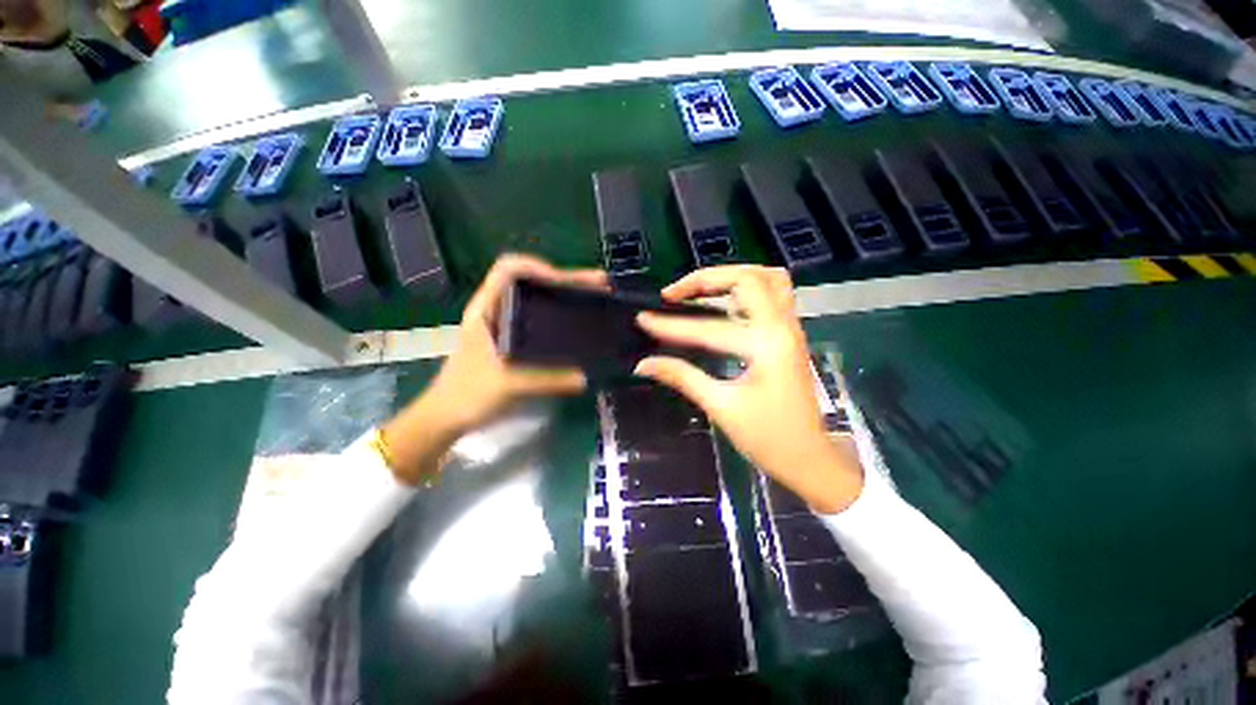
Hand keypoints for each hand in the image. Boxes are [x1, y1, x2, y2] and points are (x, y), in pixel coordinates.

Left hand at [383, 254, 606, 484]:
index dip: (538, 266)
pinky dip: (561, 318)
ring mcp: (506, 325)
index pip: (509, 269)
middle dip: (566, 281)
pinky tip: (578, 326)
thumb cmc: (467, 393)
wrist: (447, 417)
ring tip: (596, 301)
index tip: (565, 282)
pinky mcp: (515, 342)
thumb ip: (546, 380)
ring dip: (566, 298)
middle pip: (532, 282)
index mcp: (487, 308)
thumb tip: (585, 377)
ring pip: (539, 301)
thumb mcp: (507, 384)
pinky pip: (541, 321)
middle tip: (599, 286)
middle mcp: (498, 310)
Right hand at [634, 266, 863, 513]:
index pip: (709, 327)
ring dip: (731, 277)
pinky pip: (772, 295)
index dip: (671, 325)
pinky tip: (723, 304)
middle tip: (674, 293)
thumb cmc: (768, 438)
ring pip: (768, 279)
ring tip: (699, 290)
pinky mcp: (789, 336)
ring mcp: (790, 329)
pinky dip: (746, 290)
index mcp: (767, 346)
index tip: (643, 319)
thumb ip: (682, 377)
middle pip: (749, 278)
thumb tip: (643, 364)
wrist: (809, 459)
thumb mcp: (721, 407)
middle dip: (707, 279)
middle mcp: (783, 327)